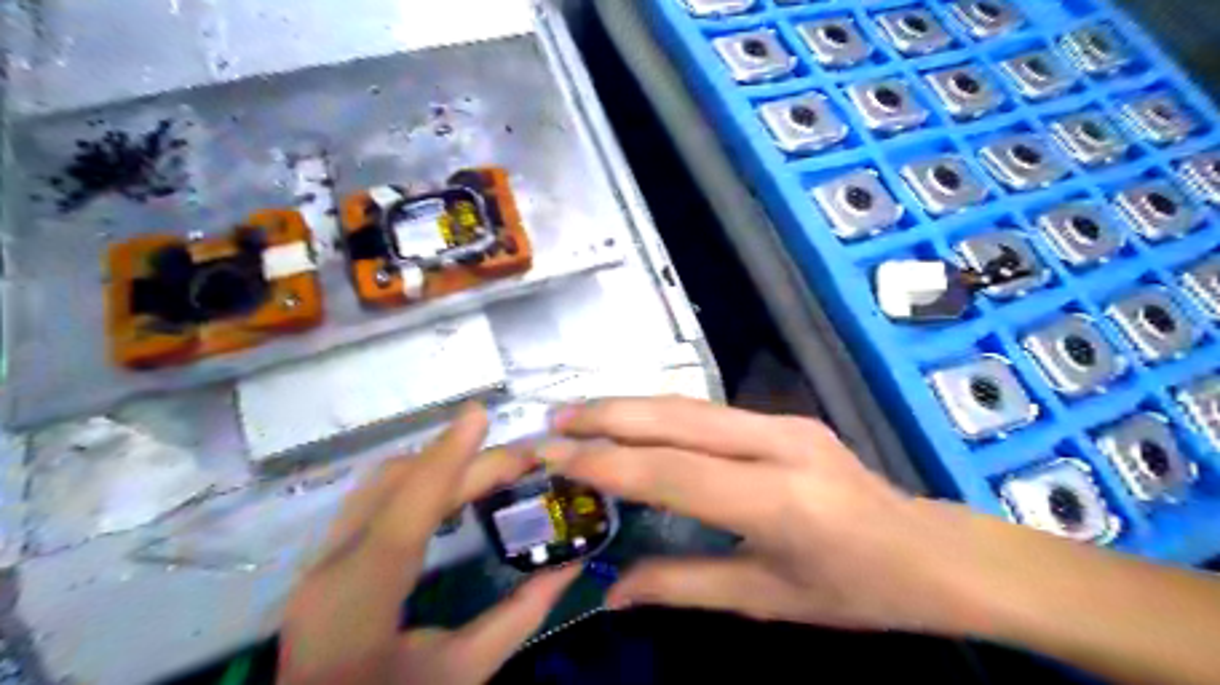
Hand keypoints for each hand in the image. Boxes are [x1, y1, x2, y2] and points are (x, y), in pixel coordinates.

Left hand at [277, 405, 577, 684]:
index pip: (404, 512)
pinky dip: (417, 481)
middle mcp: (330, 569)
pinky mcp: (325, 561)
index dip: (446, 458)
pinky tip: (452, 489)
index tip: (480, 414)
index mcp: (359, 602)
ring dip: (437, 465)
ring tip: (493, 467)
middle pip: (396, 485)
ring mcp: (319, 562)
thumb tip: (572, 564)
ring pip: (379, 485)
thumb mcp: (463, 673)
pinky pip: (374, 499)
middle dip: (463, 460)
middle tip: (523, 458)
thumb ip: (520, 616)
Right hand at [544, 400, 972, 633]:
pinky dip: (660, 413)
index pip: (672, 473)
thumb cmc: (856, 591)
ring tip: (579, 416)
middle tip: (553, 422)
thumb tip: (613, 590)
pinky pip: (709, 410)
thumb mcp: (767, 601)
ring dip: (630, 407)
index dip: (606, 464)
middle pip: (676, 419)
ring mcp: (784, 422)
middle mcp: (778, 446)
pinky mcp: (785, 416)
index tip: (555, 458)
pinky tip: (633, 421)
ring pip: (689, 405)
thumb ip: (683, 587)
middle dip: (608, 417)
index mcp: (778, 502)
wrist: (932, 551)